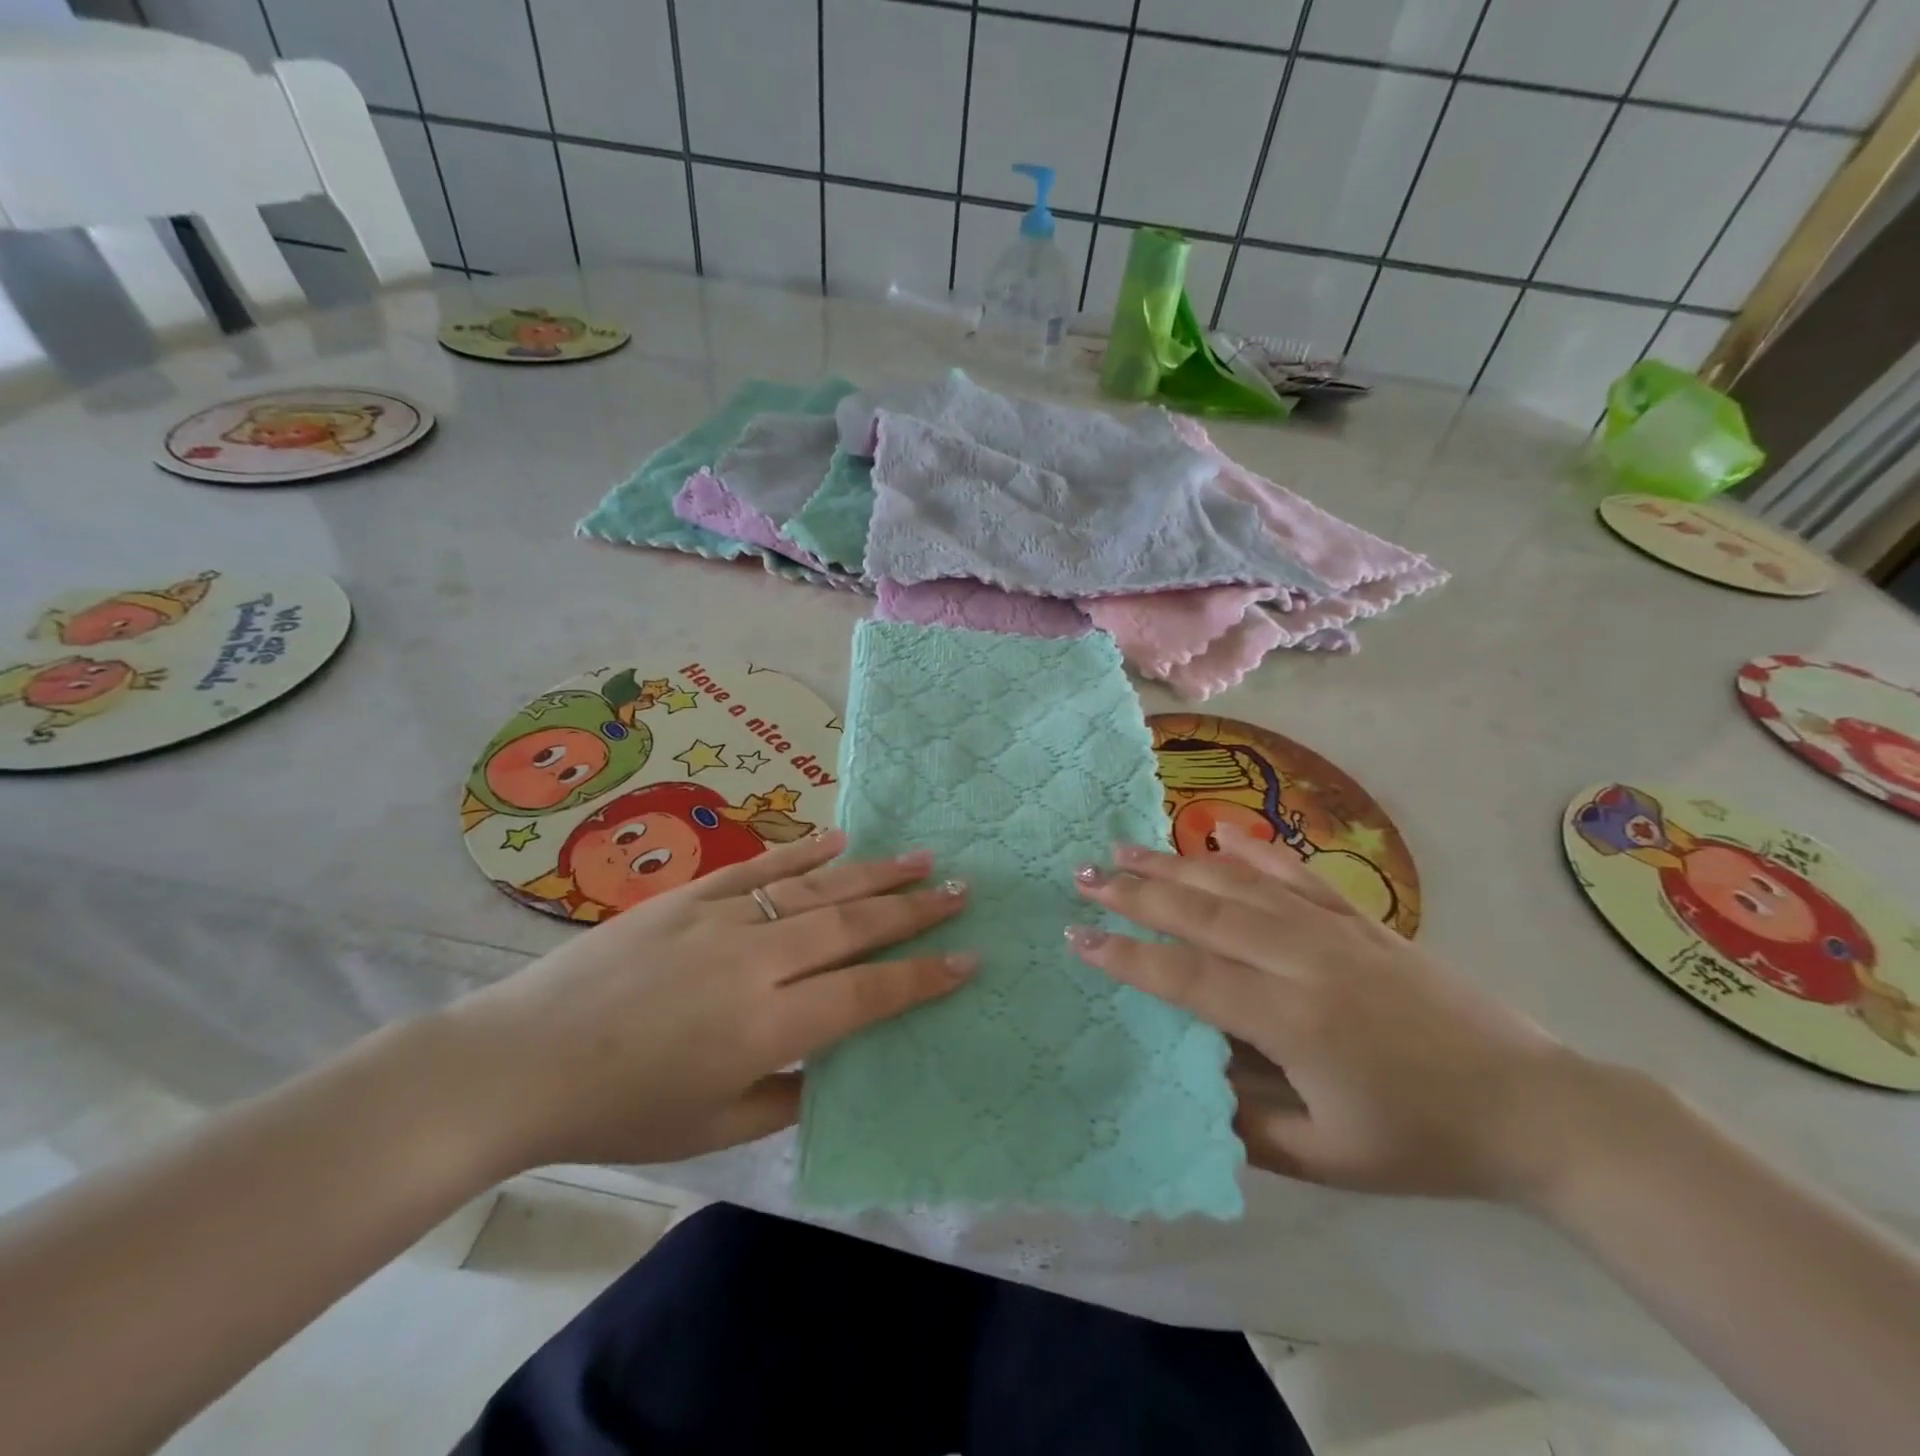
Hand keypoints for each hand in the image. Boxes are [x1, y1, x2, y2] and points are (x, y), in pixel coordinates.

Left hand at [444, 831, 970, 1172]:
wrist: (517, 1062)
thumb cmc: (619, 1111)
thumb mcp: (713, 1128)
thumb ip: (785, 1095)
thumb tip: (832, 1060)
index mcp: (766, 1027)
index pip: (866, 993)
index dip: (922, 977)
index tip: (967, 958)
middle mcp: (755, 962)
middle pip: (853, 926)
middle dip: (915, 910)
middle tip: (961, 890)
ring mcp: (722, 918)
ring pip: (816, 888)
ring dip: (875, 872)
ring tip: (922, 857)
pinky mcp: (690, 895)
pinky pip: (761, 866)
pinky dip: (805, 851)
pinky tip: (841, 838)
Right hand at [1069, 826, 1602, 1202]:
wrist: (1534, 1106)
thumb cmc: (1422, 1141)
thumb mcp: (1327, 1159)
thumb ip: (1246, 1124)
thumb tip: (1187, 1082)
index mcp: (1291, 1021)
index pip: (1188, 978)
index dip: (1127, 957)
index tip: (1078, 937)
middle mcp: (1303, 960)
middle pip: (1202, 914)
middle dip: (1135, 893)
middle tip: (1084, 874)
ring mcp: (1333, 929)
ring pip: (1237, 884)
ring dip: (1175, 863)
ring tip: (1125, 846)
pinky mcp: (1360, 917)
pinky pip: (1293, 874)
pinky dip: (1251, 850)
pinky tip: (1218, 831)